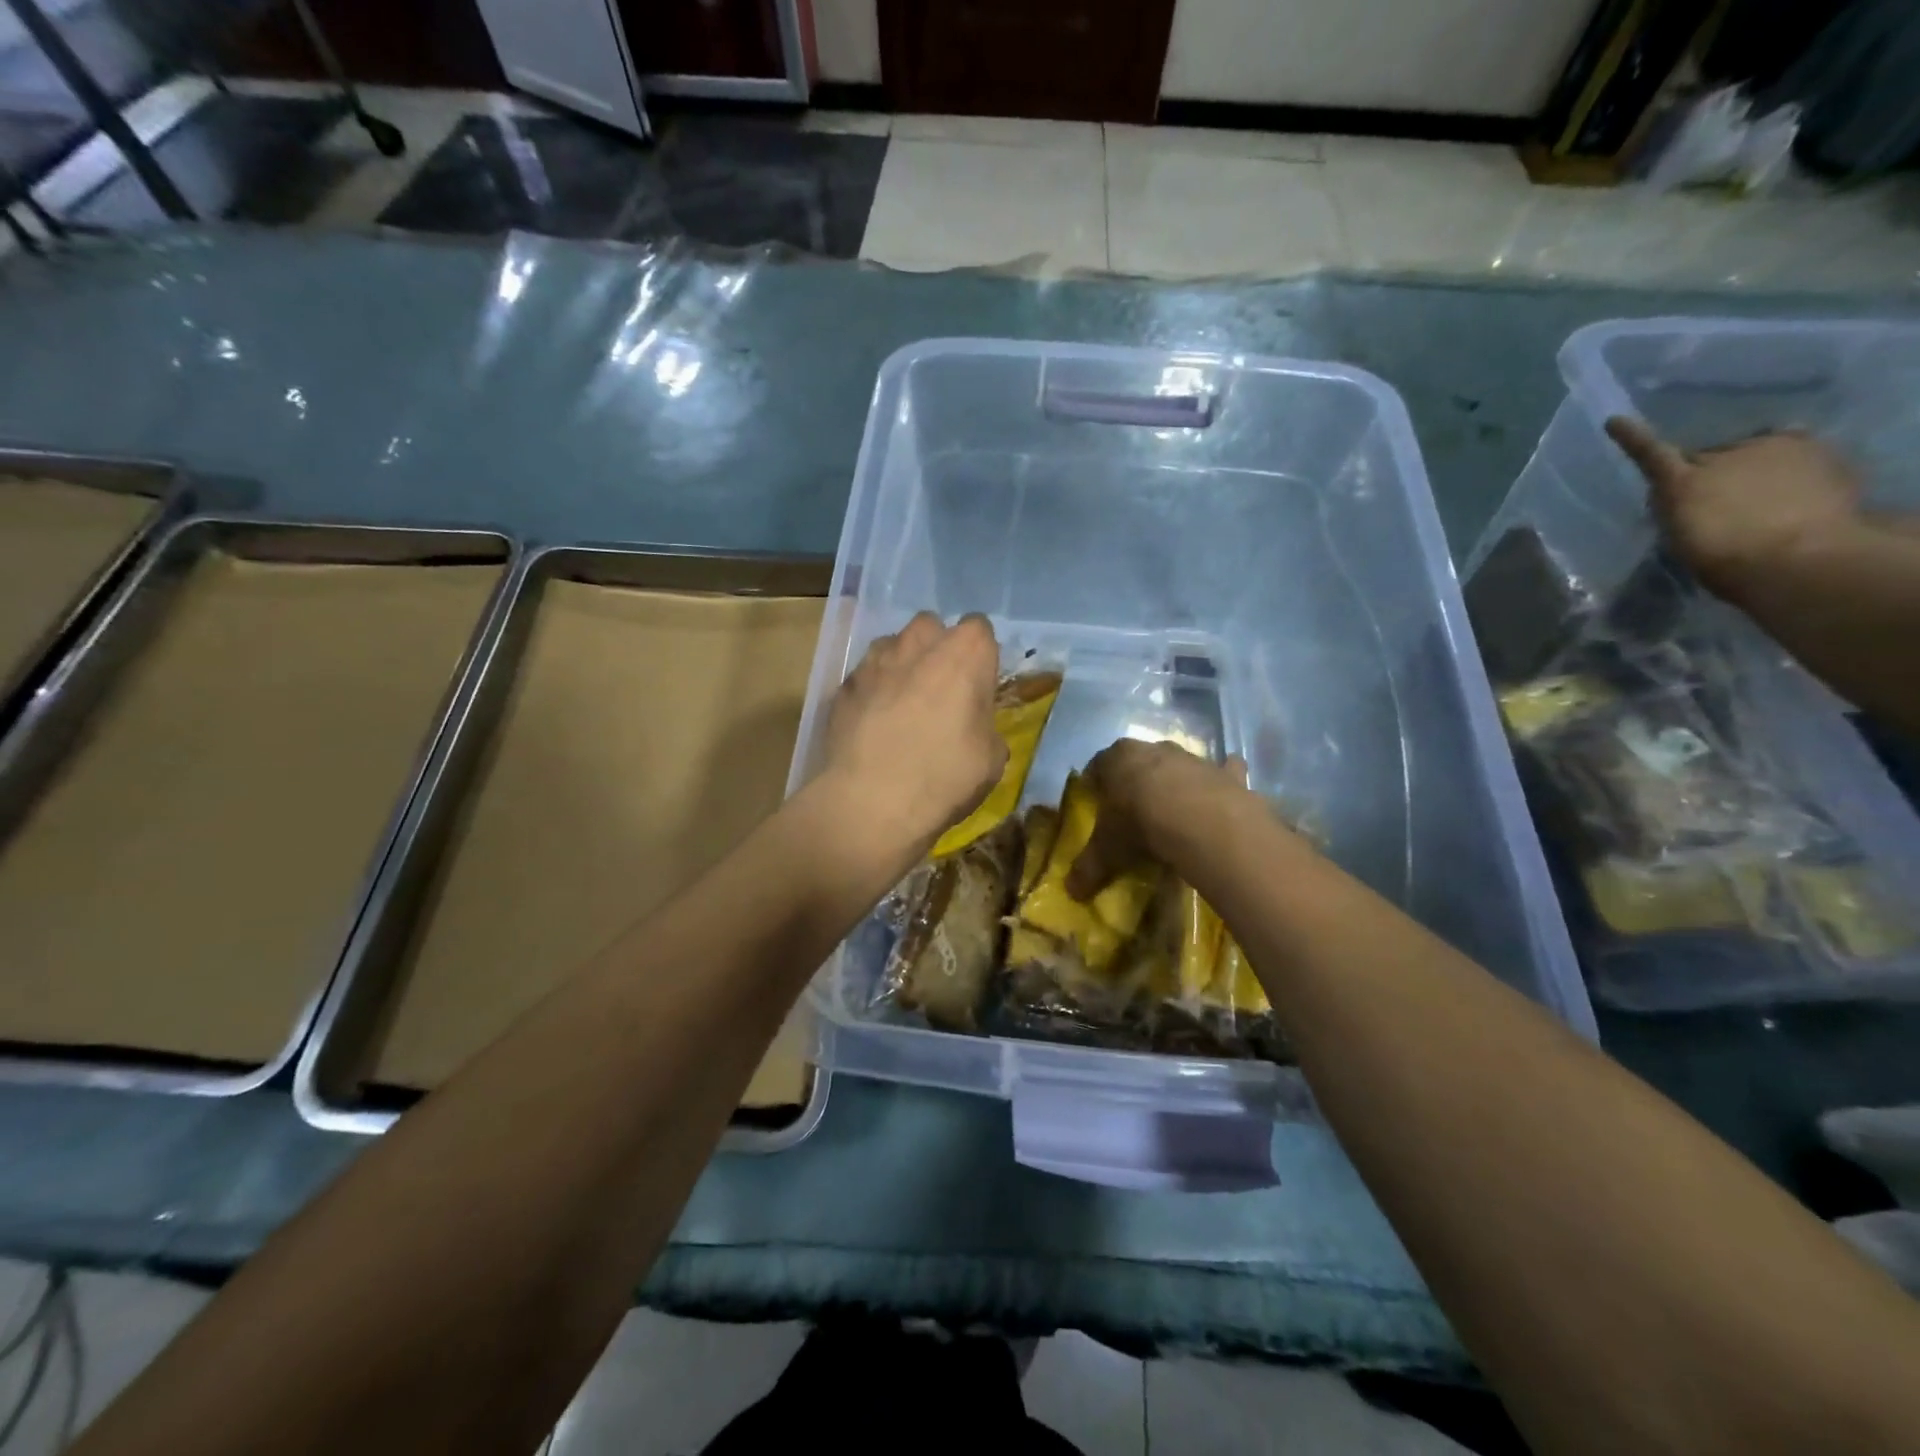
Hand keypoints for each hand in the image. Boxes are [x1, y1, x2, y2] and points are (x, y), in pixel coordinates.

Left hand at [821, 612, 1005, 855]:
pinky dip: (872, 692)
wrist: (872, 801)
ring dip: (901, 665)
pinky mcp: (844, 684)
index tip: (977, 684)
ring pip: (893, 646)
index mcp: (966, 651)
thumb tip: (973, 727)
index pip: (980, 629)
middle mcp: (920, 642)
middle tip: (940, 689)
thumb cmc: (946, 775)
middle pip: (931, 627)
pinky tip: (873, 725)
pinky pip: (865, 677)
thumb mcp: (991, 758)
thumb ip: (985, 726)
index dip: (979, 656)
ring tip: (902, 705)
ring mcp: (876, 660)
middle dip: (936, 649)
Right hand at [1065, 739, 1248, 898]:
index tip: (1096, 799)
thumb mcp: (1108, 849)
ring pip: (1180, 763)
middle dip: (1136, 777)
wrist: (1200, 820)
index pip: (1099, 764)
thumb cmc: (1140, 824)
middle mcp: (1154, 749)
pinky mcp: (1225, 773)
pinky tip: (1223, 792)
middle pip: (1140, 759)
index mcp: (1118, 759)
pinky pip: (1226, 769)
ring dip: (1177, 779)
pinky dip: (1226, 776)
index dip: (1096, 781)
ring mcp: (1192, 758)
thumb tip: (1070, 892)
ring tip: (1175, 807)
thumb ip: (1089, 867)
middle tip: (1134, 805)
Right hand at [1605, 418, 1860, 597]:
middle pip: (1710, 457)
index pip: (1653, 453)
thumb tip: (1678, 494)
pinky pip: (1799, 449)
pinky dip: (1794, 464)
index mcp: (1682, 481)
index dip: (1633, 438)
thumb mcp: (1683, 537)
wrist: (1799, 559)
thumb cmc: (1727, 557)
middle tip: (1715, 502)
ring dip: (1752, 468)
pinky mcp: (1820, 453)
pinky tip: (1795, 488)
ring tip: (1760, 500)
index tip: (1614, 422)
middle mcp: (1724, 455)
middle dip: (1709, 472)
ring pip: (1755, 451)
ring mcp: (1775, 448)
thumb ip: (1678, 508)